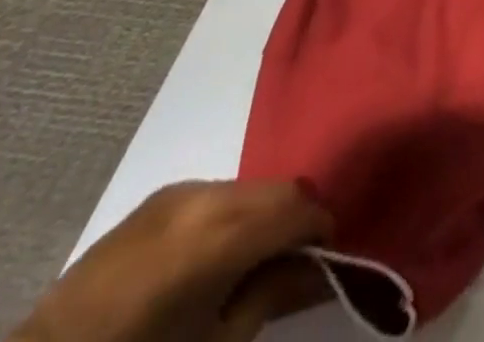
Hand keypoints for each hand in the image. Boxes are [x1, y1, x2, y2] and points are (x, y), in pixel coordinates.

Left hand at [12, 180, 331, 341]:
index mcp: (223, 232)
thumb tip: (322, 269)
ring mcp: (179, 191)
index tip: (326, 262)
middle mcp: (207, 195)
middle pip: (279, 190)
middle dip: (295, 220)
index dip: (321, 232)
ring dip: (263, 215)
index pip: (301, 209)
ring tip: (251, 261)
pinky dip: (232, 214)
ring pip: (250, 188)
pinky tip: (214, 255)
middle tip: (294, 263)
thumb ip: (272, 296)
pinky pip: (217, 194)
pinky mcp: (158, 197)